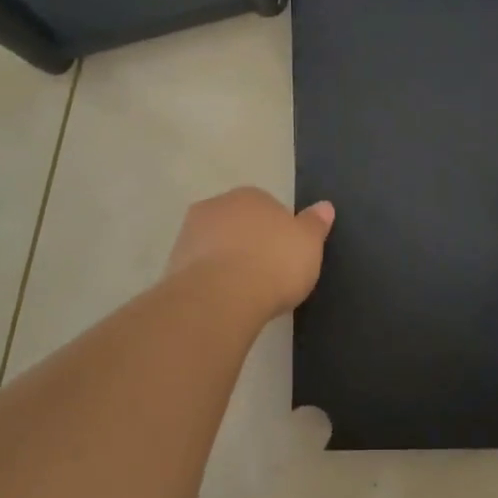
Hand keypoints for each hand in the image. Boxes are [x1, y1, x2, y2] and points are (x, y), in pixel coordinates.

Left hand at [165, 187, 335, 319]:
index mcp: (250, 195)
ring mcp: (189, 233)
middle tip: (266, 274)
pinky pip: (199, 269)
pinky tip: (223, 301)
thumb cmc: (274, 263)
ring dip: (226, 261)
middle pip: (238, 223)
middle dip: (249, 243)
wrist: (221, 297)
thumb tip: (325, 206)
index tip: (286, 257)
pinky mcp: (172, 264)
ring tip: (244, 293)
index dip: (279, 233)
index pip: (268, 208)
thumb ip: (315, 224)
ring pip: (215, 245)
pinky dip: (210, 281)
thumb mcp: (309, 244)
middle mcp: (216, 205)